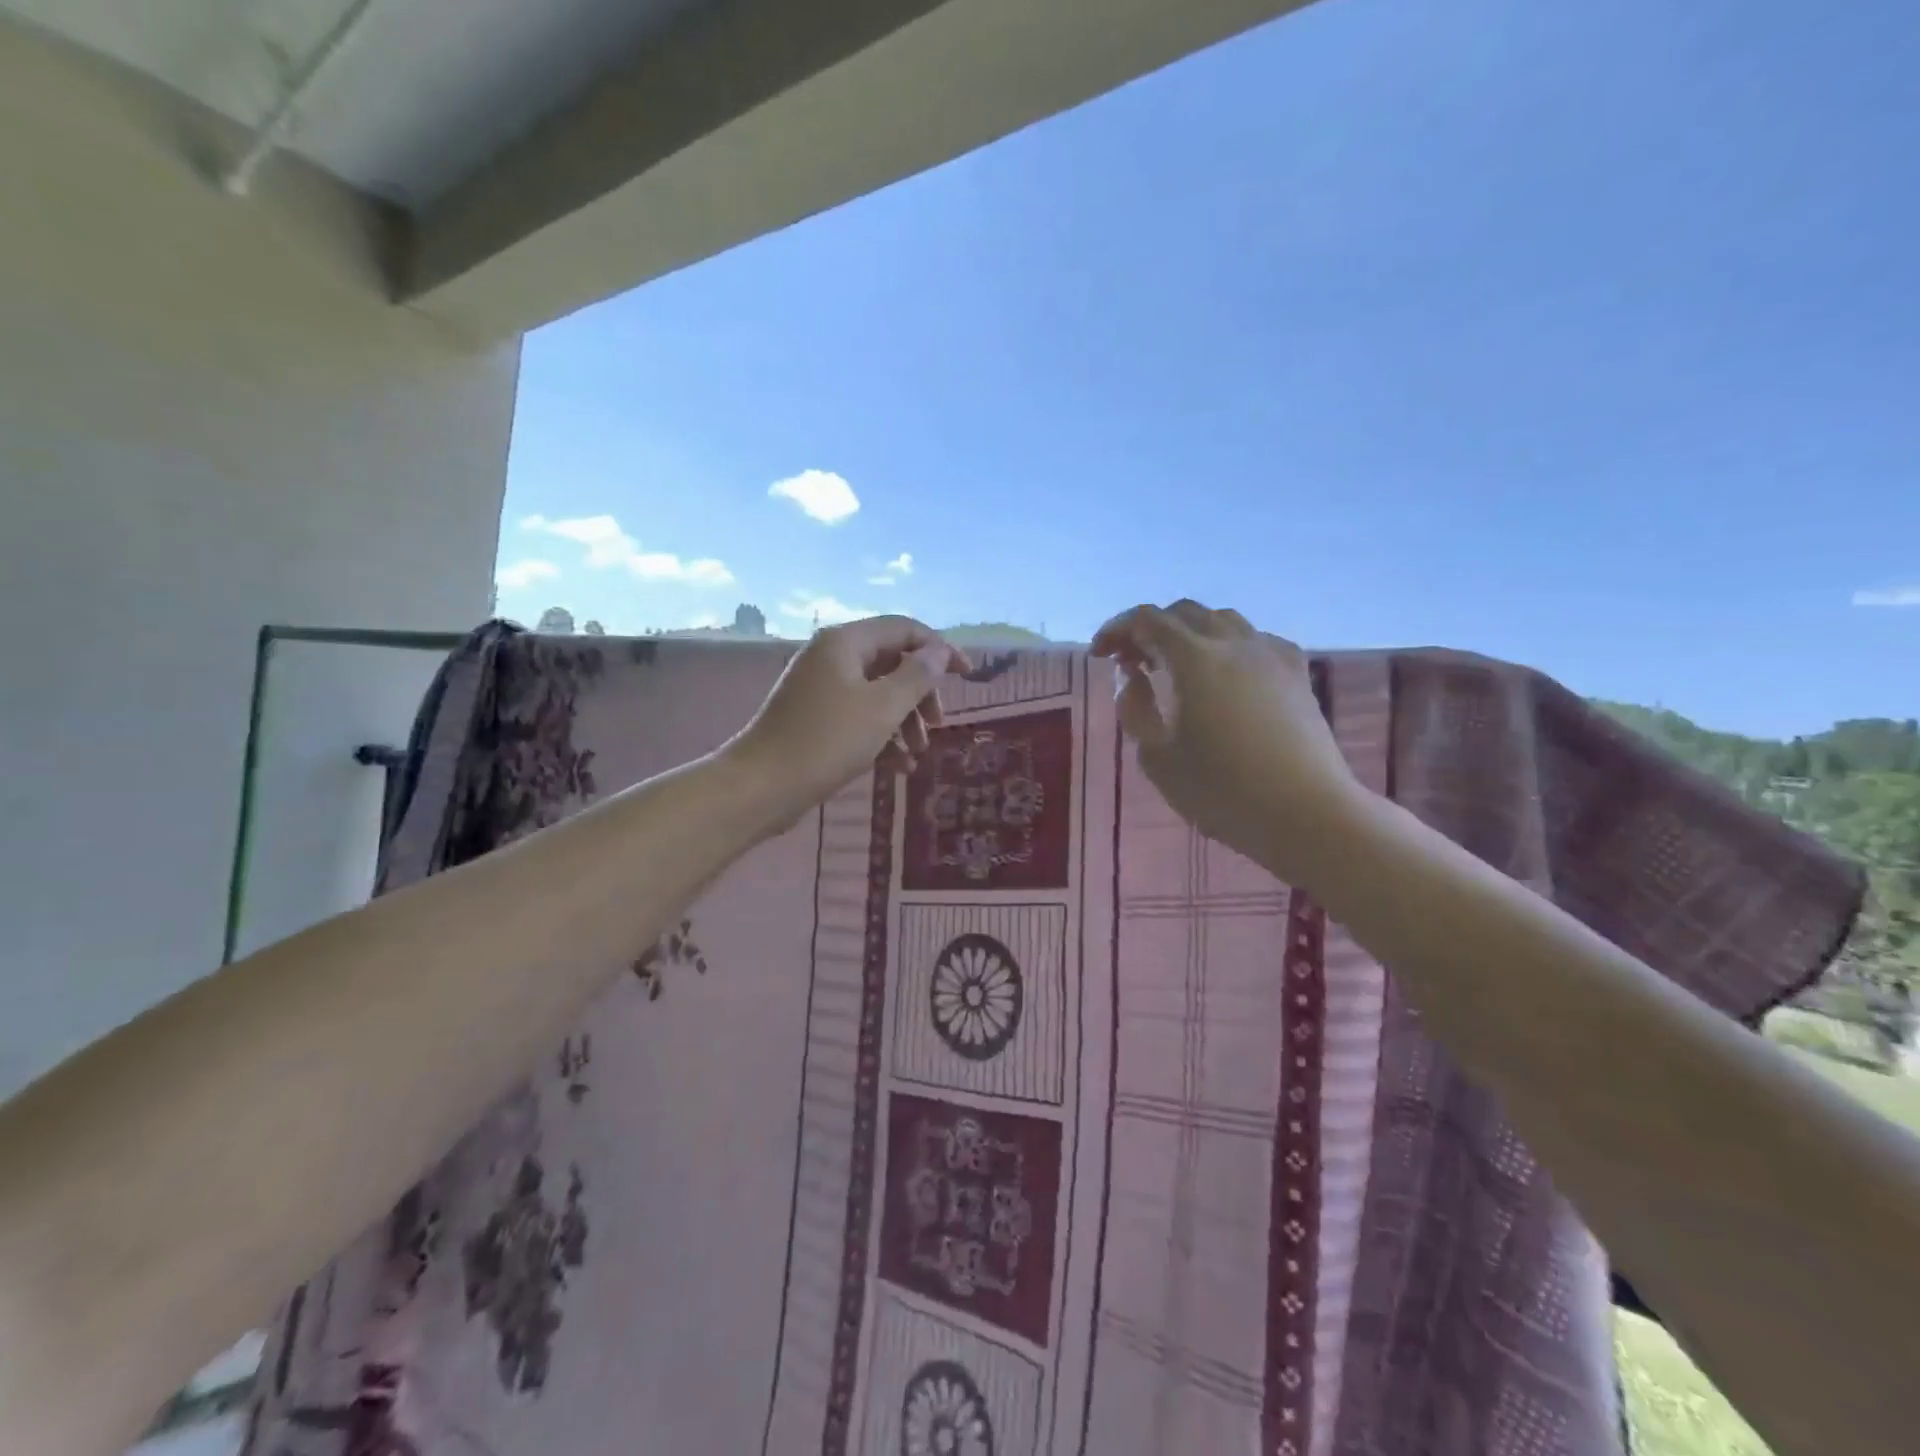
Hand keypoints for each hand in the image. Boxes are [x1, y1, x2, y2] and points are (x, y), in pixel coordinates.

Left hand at [727, 616, 968, 831]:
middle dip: (920, 693)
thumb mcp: (883, 707)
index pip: (904, 629)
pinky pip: (858, 716)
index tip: (968, 677)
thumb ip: (917, 676)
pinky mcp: (814, 718)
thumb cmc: (827, 741)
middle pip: (892, 661)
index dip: (940, 649)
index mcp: (846, 642)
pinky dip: (881, 735)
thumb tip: (940, 651)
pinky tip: (898, 767)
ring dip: (904, 720)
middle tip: (937, 724)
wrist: (762, 786)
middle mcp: (831, 656)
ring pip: (877, 693)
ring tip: (918, 753)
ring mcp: (820, 687)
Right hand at [1092, 601, 1361, 879]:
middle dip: (1151, 628)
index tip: (1099, 654)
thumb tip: (1132, 678)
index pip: (1147, 620)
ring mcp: (1272, 655)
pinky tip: (1223, 676)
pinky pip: (1254, 640)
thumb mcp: (1158, 758)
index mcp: (1196, 659)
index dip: (1116, 628)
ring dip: (1189, 633)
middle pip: (1185, 612)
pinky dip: (1225, 645)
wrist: (1308, 814)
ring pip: (1222, 621)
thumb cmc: (1223, 791)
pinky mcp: (1297, 674)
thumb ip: (1135, 710)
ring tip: (1173, 666)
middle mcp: (1235, 643)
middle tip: (1131, 661)